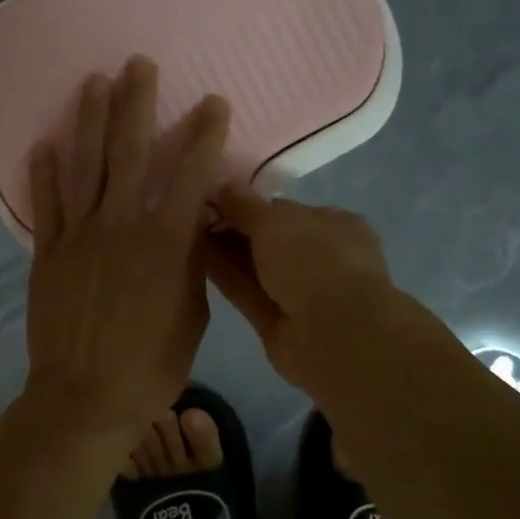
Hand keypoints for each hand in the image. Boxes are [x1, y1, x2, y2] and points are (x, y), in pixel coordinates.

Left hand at [23, 56, 230, 453]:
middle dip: (136, 104)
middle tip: (138, 64)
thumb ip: (192, 262)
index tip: (212, 102)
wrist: (85, 398)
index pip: (189, 174)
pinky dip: (42, 174)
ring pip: (84, 166)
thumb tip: (192, 225)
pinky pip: (45, 206)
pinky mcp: (48, 253)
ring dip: (88, 121)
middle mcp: (119, 225)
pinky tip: (42, 145)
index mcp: (164, 241)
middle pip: (129, 152)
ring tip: (93, 82)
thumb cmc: (151, 364)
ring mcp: (78, 236)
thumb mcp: (193, 314)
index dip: (203, 135)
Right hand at [203, 186, 397, 393]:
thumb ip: (244, 204)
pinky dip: (223, 276)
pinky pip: (246, 292)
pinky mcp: (276, 321)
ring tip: (184, 233)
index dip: (249, 205)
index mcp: (333, 225)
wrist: (335, 335)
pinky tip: (193, 259)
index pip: (285, 210)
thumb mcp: (275, 221)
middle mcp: (319, 257)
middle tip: (192, 216)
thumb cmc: (314, 262)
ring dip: (224, 252)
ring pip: (254, 267)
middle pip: (267, 239)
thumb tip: (222, 184)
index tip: (213, 199)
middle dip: (233, 228)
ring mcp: (299, 292)